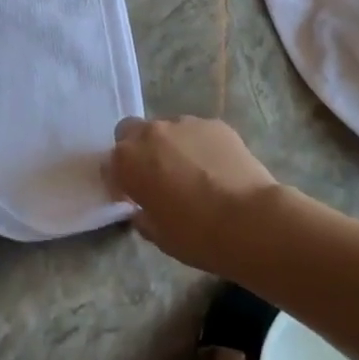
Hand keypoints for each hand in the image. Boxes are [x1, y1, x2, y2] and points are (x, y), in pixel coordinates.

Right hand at [105, 116, 281, 274]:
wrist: (248, 219)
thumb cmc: (196, 234)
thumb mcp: (158, 235)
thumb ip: (143, 215)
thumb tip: (143, 209)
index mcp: (128, 161)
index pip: (110, 164)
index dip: (119, 182)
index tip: (131, 198)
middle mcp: (152, 134)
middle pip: (132, 132)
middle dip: (137, 150)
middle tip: (155, 176)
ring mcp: (185, 124)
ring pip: (167, 129)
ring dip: (170, 146)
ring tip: (191, 172)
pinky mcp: (215, 124)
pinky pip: (197, 132)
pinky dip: (199, 145)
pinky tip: (215, 168)